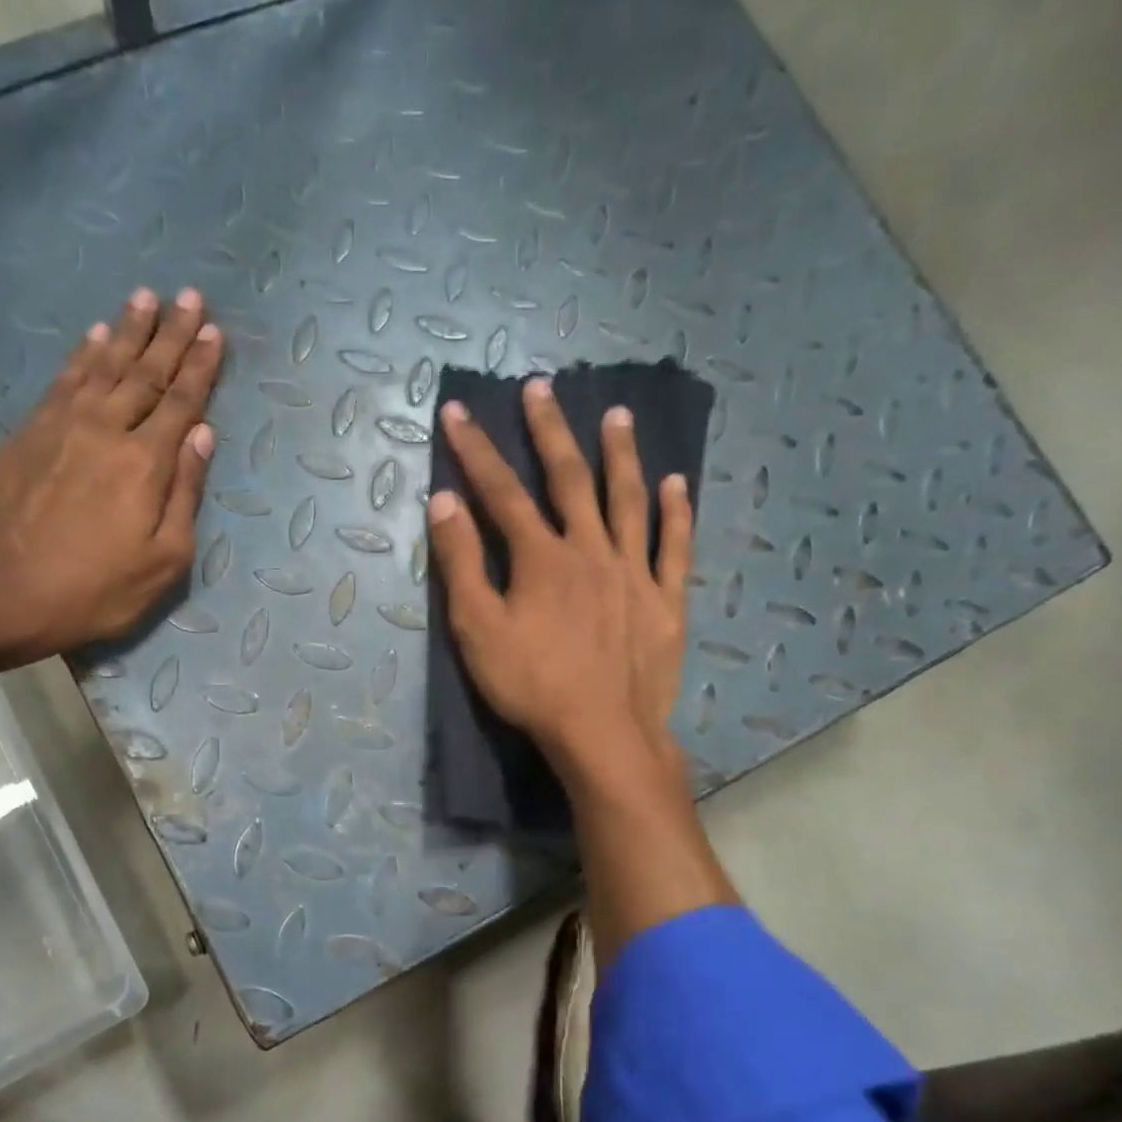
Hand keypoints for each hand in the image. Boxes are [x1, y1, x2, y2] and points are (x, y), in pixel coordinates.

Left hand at [0, 287, 224, 663]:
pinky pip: (64, 380)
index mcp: (146, 462)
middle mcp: (106, 429)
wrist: (6, 592)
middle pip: (145, 372)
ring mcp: (62, 426)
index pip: (182, 402)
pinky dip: (83, 354)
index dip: (200, 366)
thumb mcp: (164, 559)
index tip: (214, 331)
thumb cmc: (98, 588)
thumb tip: (202, 435)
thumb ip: (186, 492)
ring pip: (103, 365)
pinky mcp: (29, 434)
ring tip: (144, 297)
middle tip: (188, 296)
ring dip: (127, 330)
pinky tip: (94, 336)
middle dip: (170, 333)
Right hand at [427, 378, 694, 788]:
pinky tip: (677, 484)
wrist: (602, 733)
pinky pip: (674, 548)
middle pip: (569, 479)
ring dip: (621, 455)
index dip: (475, 451)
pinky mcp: (665, 601)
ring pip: (628, 501)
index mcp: (542, 557)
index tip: (457, 412)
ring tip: (619, 415)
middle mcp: (591, 550)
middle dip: (550, 432)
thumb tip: (444, 502)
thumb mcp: (477, 629)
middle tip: (540, 388)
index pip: (501, 492)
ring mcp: (634, 572)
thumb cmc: (530, 685)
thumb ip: (461, 564)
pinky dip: (676, 513)